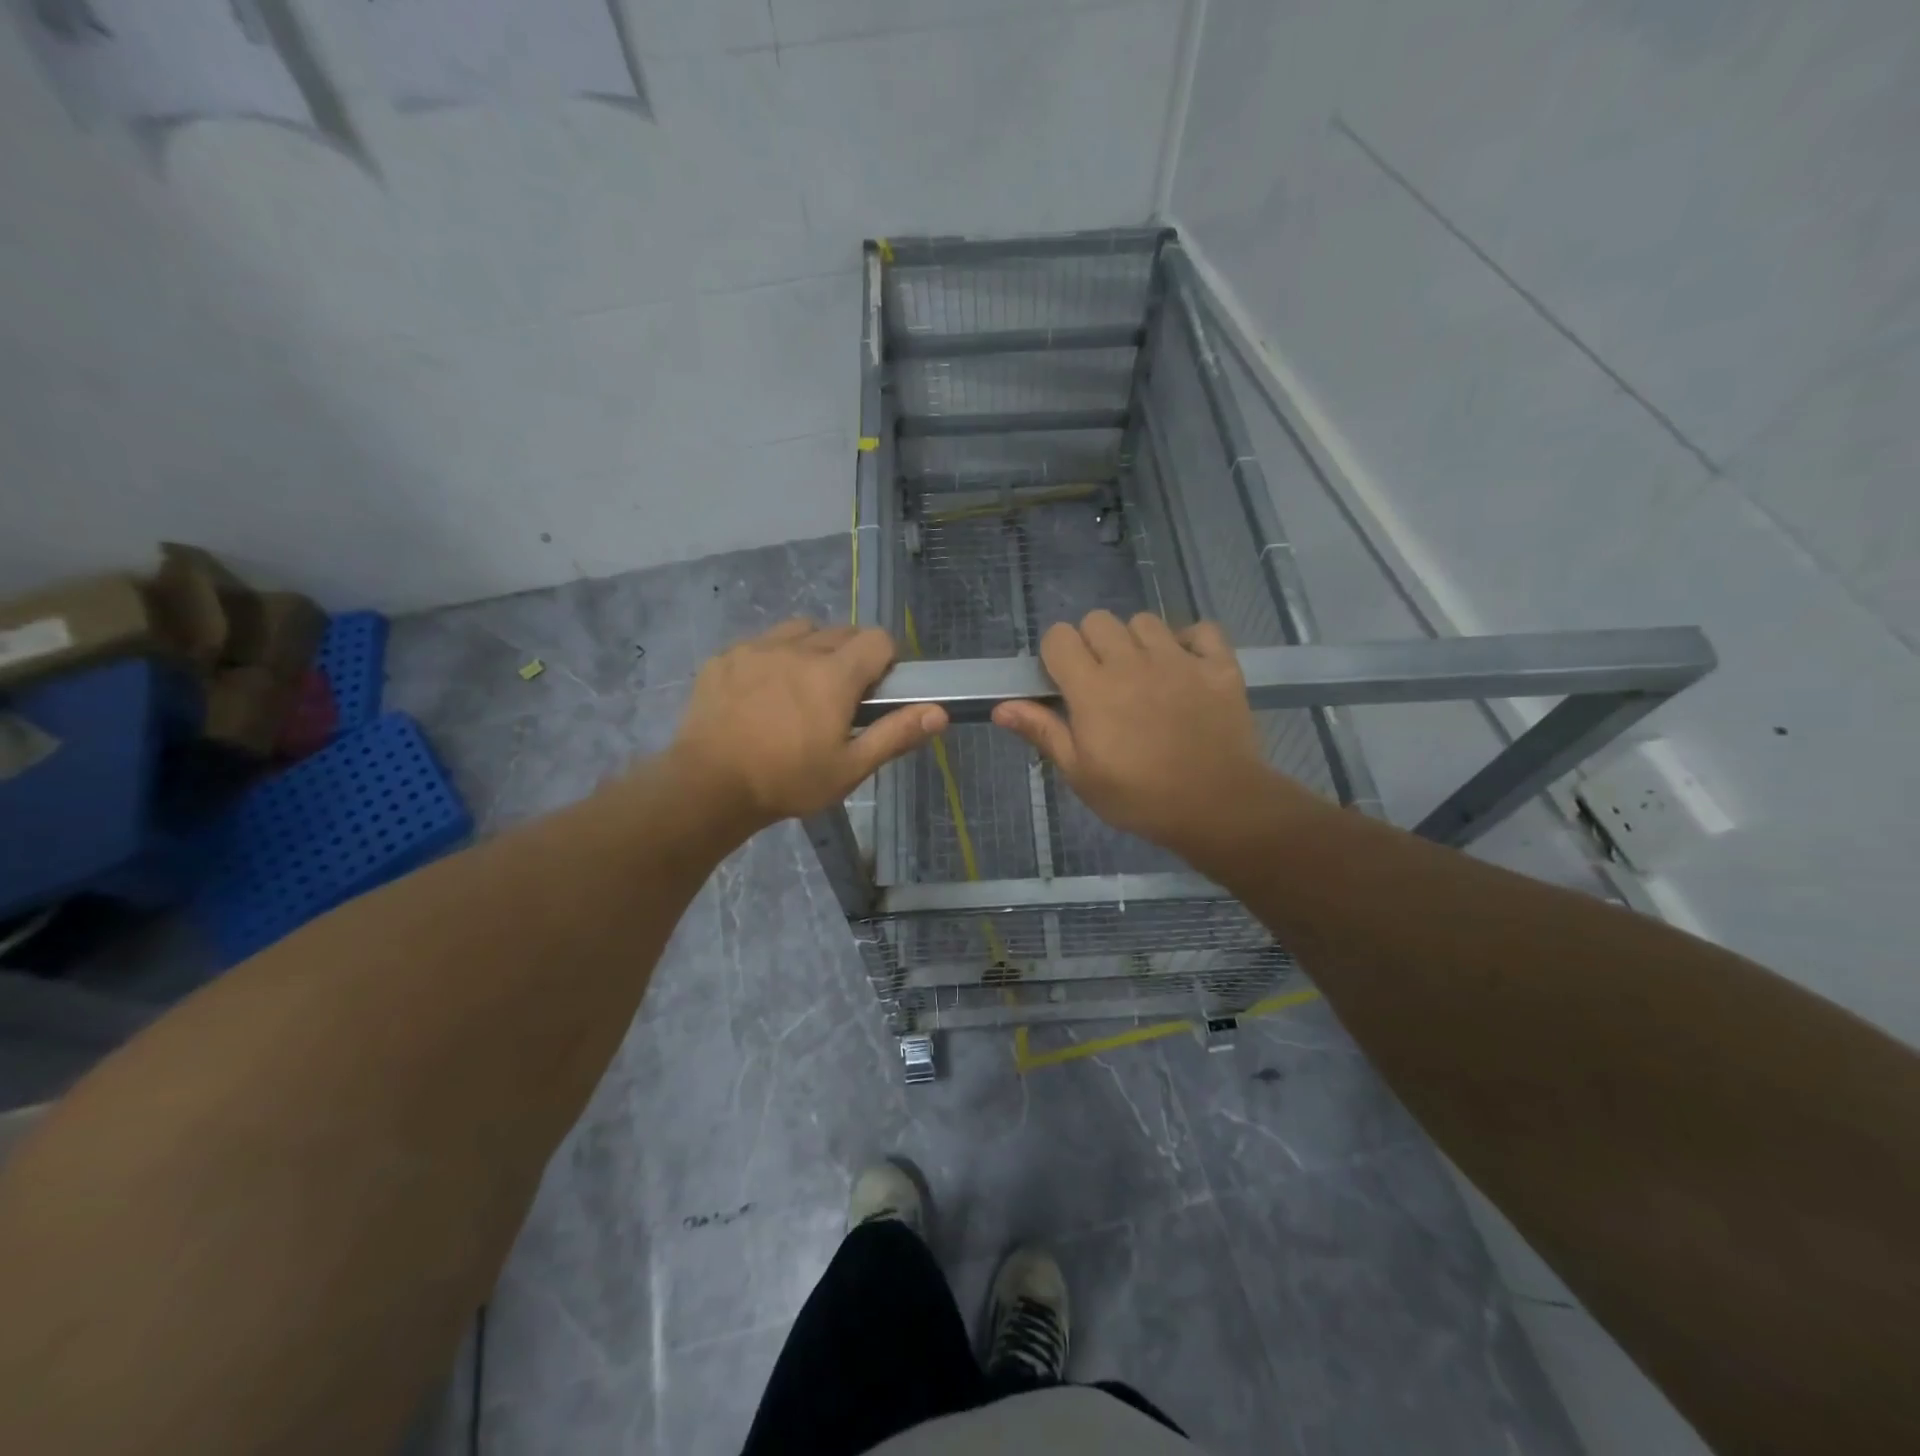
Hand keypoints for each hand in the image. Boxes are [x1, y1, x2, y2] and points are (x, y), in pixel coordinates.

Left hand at [670, 620, 945, 829]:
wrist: (708, 785)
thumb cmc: (787, 781)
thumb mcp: (850, 768)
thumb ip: (896, 735)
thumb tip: (940, 712)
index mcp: (834, 674)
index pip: (878, 639)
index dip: (886, 660)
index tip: (877, 690)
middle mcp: (798, 649)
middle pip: (840, 631)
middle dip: (850, 656)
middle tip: (841, 698)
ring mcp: (756, 648)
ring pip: (799, 630)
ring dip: (811, 649)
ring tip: (801, 686)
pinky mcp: (724, 657)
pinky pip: (760, 643)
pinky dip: (772, 658)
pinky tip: (761, 693)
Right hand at [992, 611, 1312, 862]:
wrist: (1218, 807)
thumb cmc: (1139, 797)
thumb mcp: (1081, 774)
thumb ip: (1043, 732)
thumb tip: (1001, 707)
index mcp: (1093, 688)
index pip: (1059, 637)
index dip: (1056, 655)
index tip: (1064, 684)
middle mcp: (1133, 662)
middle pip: (1098, 620)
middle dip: (1092, 644)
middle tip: (1102, 682)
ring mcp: (1180, 659)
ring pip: (1145, 621)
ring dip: (1137, 641)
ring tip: (1144, 675)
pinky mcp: (1219, 665)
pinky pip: (1201, 629)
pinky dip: (1191, 641)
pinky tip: (1186, 667)